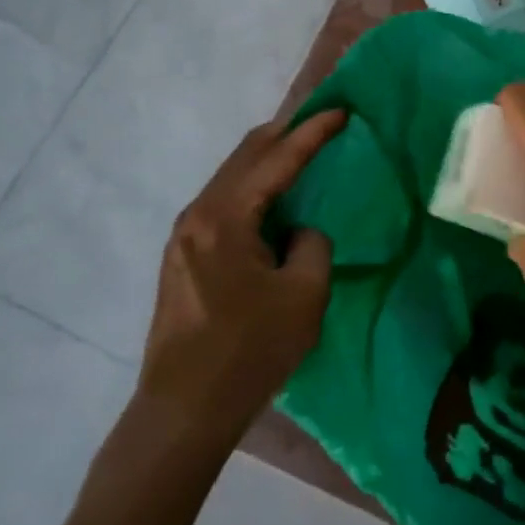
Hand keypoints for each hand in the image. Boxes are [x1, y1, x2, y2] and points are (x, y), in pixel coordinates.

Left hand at [135, 111, 345, 440]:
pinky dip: (253, 186)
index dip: (312, 132)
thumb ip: (312, 244)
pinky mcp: (183, 257)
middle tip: (321, 121)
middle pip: (246, 155)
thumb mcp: (304, 295)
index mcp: (225, 218)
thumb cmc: (248, 352)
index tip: (341, 111)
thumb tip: (299, 232)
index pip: (277, 159)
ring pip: (232, 177)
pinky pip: (224, 201)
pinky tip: (273, 197)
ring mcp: (184, 236)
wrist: (182, 413)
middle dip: (285, 132)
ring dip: (267, 159)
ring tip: (301, 150)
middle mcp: (197, 215)